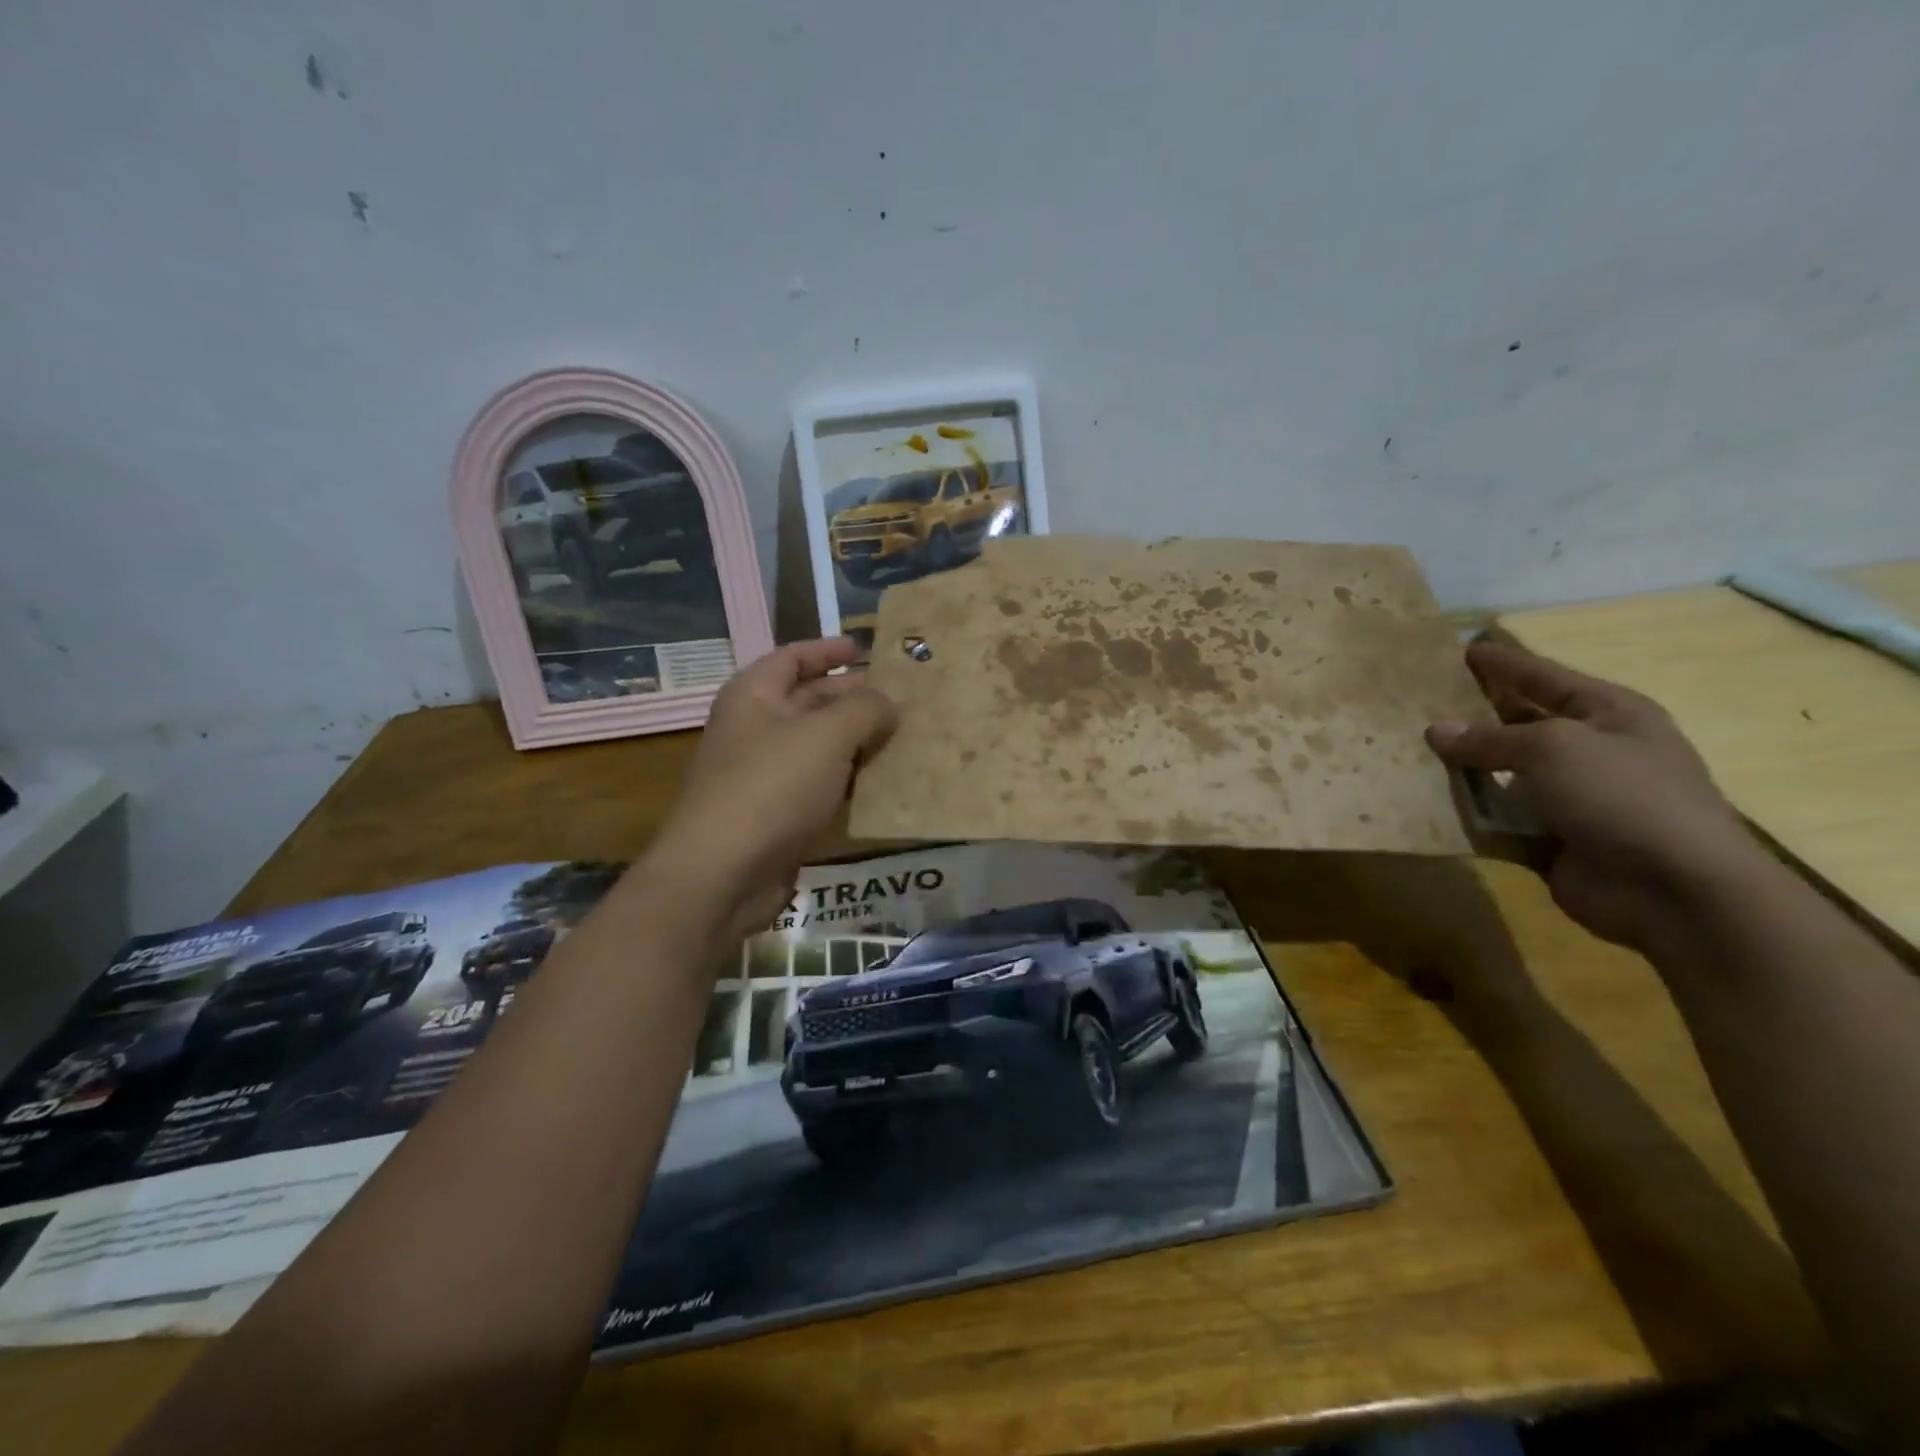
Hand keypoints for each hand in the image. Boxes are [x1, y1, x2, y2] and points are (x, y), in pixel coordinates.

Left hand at [644, 639, 896, 948]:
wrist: (723, 874)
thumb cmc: (772, 787)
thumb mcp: (826, 736)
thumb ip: (865, 710)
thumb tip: (890, 702)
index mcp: (754, 696)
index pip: (792, 657)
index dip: (828, 650)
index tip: (865, 650)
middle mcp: (755, 729)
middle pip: (810, 700)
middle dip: (854, 698)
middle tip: (903, 698)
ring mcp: (764, 774)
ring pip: (819, 747)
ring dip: (858, 741)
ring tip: (905, 737)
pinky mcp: (777, 815)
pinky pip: (820, 785)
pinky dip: (849, 780)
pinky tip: (883, 784)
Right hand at [1425, 641, 1757, 949]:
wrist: (1674, 890)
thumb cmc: (1623, 796)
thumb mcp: (1554, 748)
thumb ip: (1489, 737)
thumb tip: (1435, 730)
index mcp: (1609, 714)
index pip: (1544, 677)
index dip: (1504, 663)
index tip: (1462, 649)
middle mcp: (1591, 750)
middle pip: (1521, 723)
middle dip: (1475, 713)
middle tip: (1421, 701)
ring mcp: (1571, 797)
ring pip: (1502, 772)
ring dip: (1463, 766)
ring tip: (1410, 751)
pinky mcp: (1550, 838)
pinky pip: (1497, 817)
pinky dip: (1467, 811)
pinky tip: (1425, 800)